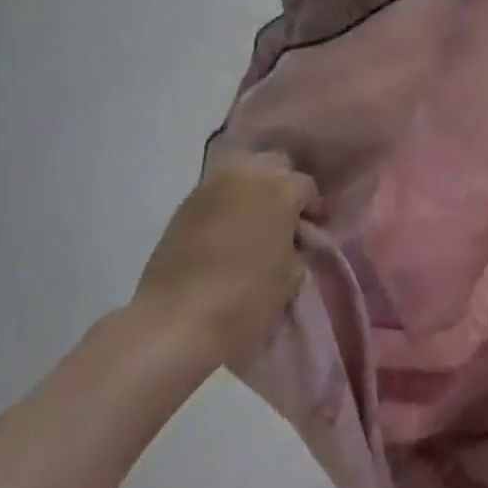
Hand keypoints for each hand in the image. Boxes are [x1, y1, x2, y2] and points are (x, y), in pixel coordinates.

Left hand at [132, 150, 315, 368]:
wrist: (174, 322)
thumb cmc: (245, 301)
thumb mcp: (289, 280)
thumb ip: (296, 251)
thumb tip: (290, 245)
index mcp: (281, 189)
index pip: (307, 185)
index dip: (312, 207)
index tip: (312, 230)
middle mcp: (248, 175)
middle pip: (275, 164)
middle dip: (283, 185)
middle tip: (284, 218)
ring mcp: (212, 185)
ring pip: (243, 170)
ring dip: (253, 188)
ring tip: (254, 220)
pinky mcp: (185, 203)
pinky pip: (217, 190)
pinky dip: (227, 201)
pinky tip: (227, 229)